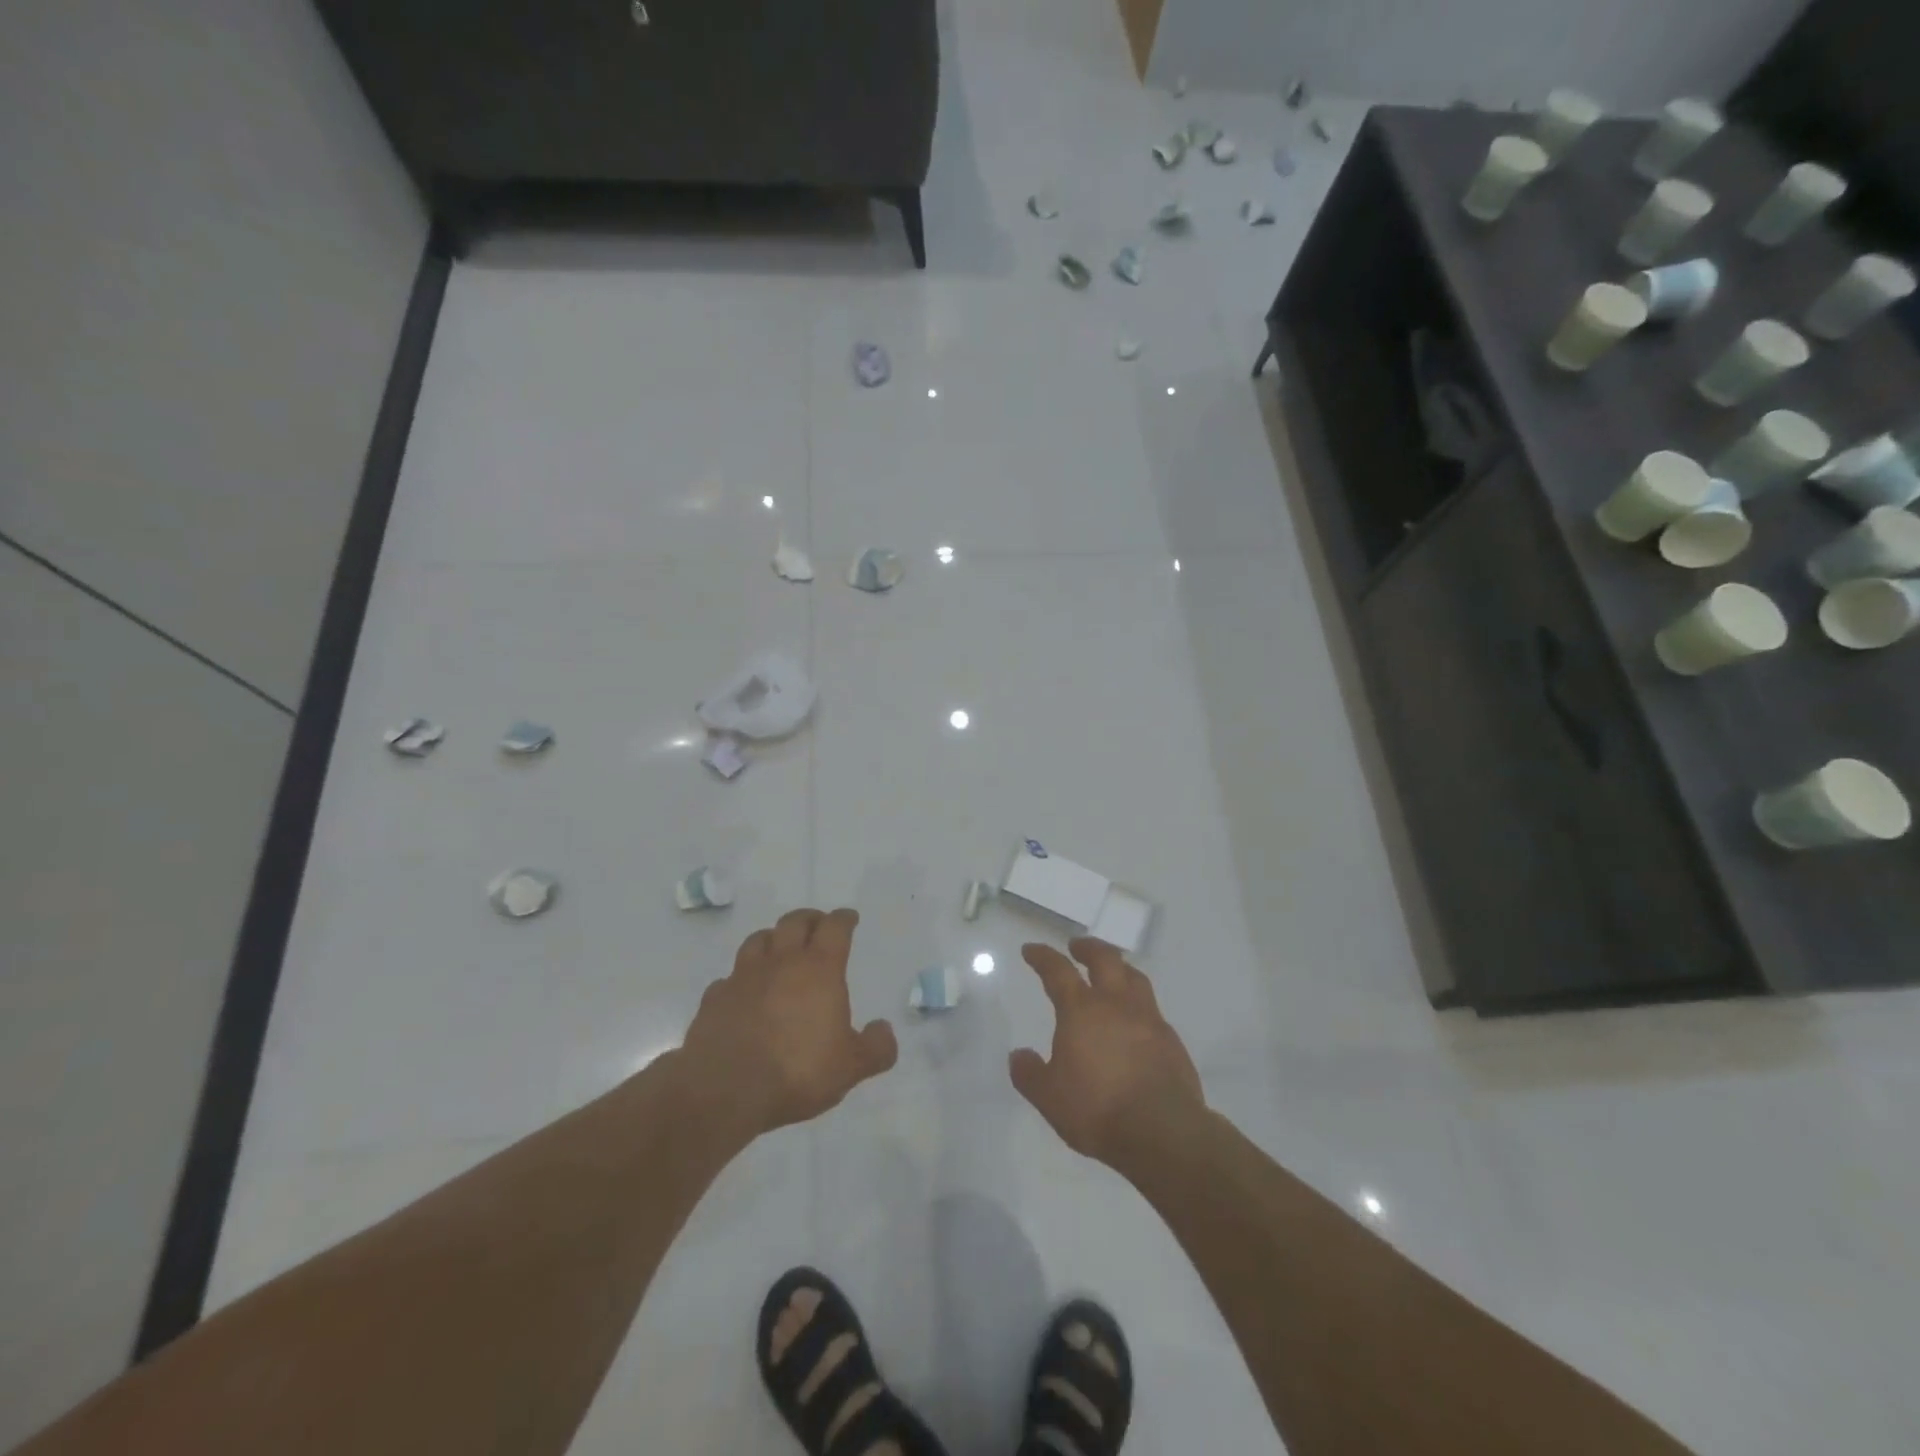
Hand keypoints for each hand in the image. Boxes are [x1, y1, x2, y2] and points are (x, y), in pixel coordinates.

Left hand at [677, 908, 896, 1136]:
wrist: (726, 1090)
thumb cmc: (798, 1071)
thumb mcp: (851, 1067)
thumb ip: (875, 1048)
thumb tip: (884, 1030)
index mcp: (819, 969)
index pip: (835, 928)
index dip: (844, 919)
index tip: (849, 918)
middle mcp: (781, 963)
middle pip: (795, 922)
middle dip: (809, 919)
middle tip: (818, 925)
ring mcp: (743, 977)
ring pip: (758, 940)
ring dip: (773, 938)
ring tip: (779, 948)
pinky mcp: (714, 999)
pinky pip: (729, 978)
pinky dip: (740, 979)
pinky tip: (744, 992)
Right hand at [1010, 938, 1205, 1172]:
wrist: (1162, 1131)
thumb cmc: (1097, 1109)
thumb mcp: (1049, 1097)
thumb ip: (1030, 1073)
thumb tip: (1019, 1055)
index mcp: (1081, 1010)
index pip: (1057, 971)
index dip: (1042, 956)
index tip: (1032, 949)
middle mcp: (1116, 1004)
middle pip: (1104, 959)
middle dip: (1088, 948)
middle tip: (1077, 946)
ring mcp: (1148, 1019)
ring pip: (1134, 977)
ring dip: (1119, 967)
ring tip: (1112, 971)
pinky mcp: (1171, 1040)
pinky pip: (1152, 1009)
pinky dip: (1139, 1004)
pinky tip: (1136, 1020)